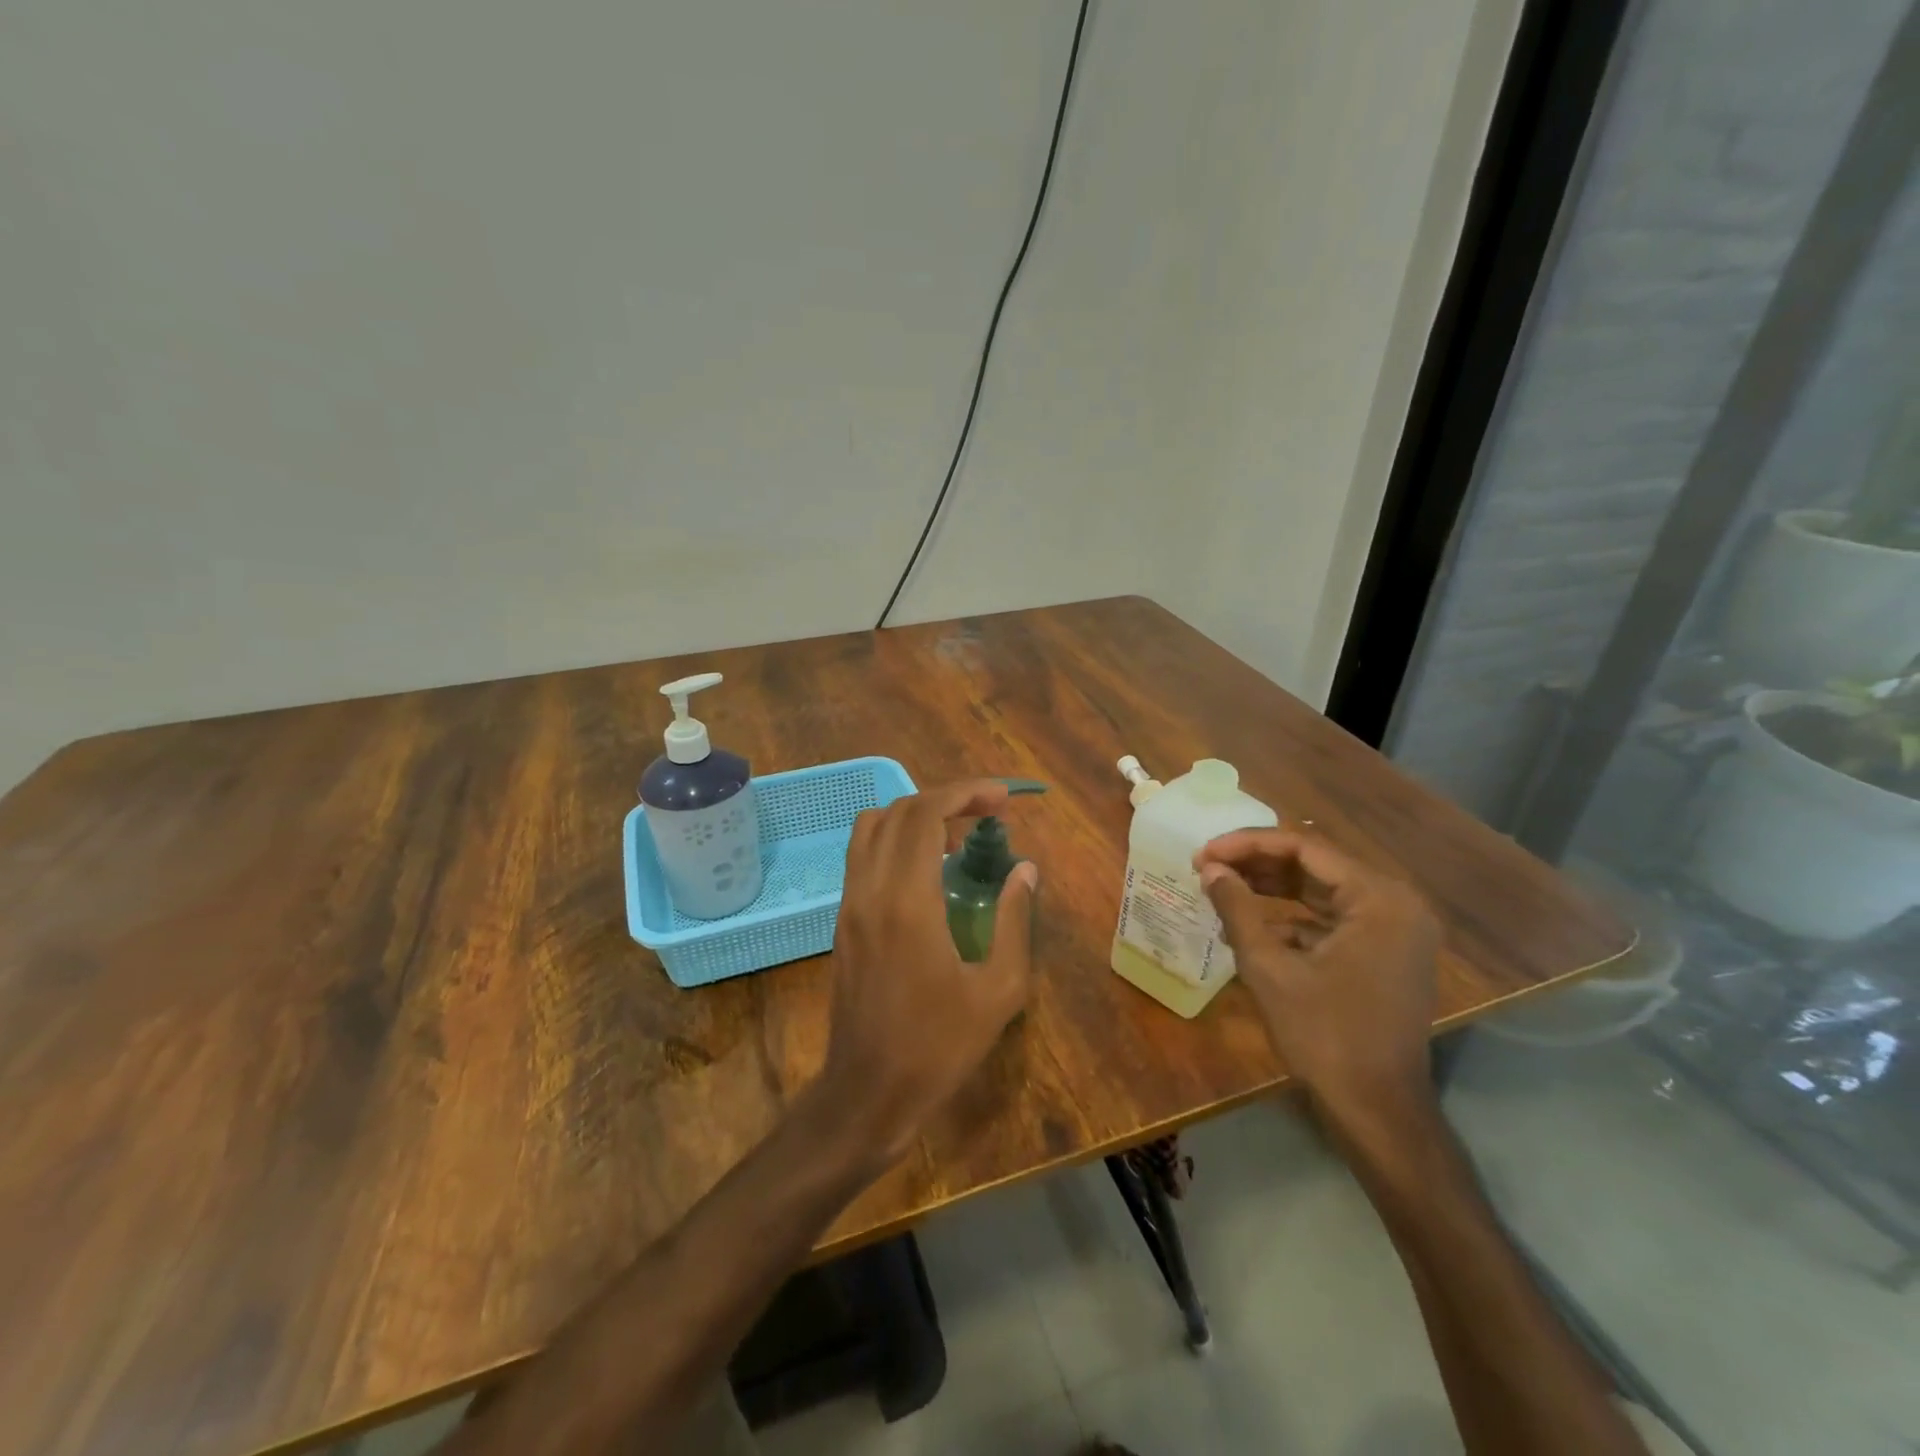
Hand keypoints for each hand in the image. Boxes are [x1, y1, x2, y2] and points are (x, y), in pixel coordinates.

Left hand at [818, 779, 1038, 1166]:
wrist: (867, 1092)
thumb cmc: (939, 1046)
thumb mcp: (998, 991)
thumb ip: (1014, 921)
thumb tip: (1026, 871)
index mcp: (908, 901)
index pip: (926, 813)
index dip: (965, 792)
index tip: (1002, 799)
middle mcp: (871, 890)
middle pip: (899, 811)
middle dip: (946, 798)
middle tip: (988, 812)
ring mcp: (849, 903)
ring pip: (871, 826)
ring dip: (915, 815)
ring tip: (956, 836)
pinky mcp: (842, 920)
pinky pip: (863, 855)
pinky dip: (895, 840)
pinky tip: (928, 870)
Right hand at [1194, 829, 1439, 1133]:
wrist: (1377, 1111)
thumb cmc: (1324, 1035)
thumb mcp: (1269, 967)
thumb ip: (1237, 909)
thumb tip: (1210, 869)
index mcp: (1379, 899)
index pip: (1305, 847)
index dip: (1247, 844)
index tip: (1203, 853)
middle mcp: (1395, 904)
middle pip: (1316, 865)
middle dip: (1257, 863)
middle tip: (1208, 866)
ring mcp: (1395, 931)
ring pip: (1322, 891)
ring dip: (1271, 888)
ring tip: (1222, 888)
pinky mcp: (1385, 954)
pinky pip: (1333, 919)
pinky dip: (1292, 919)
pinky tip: (1250, 926)